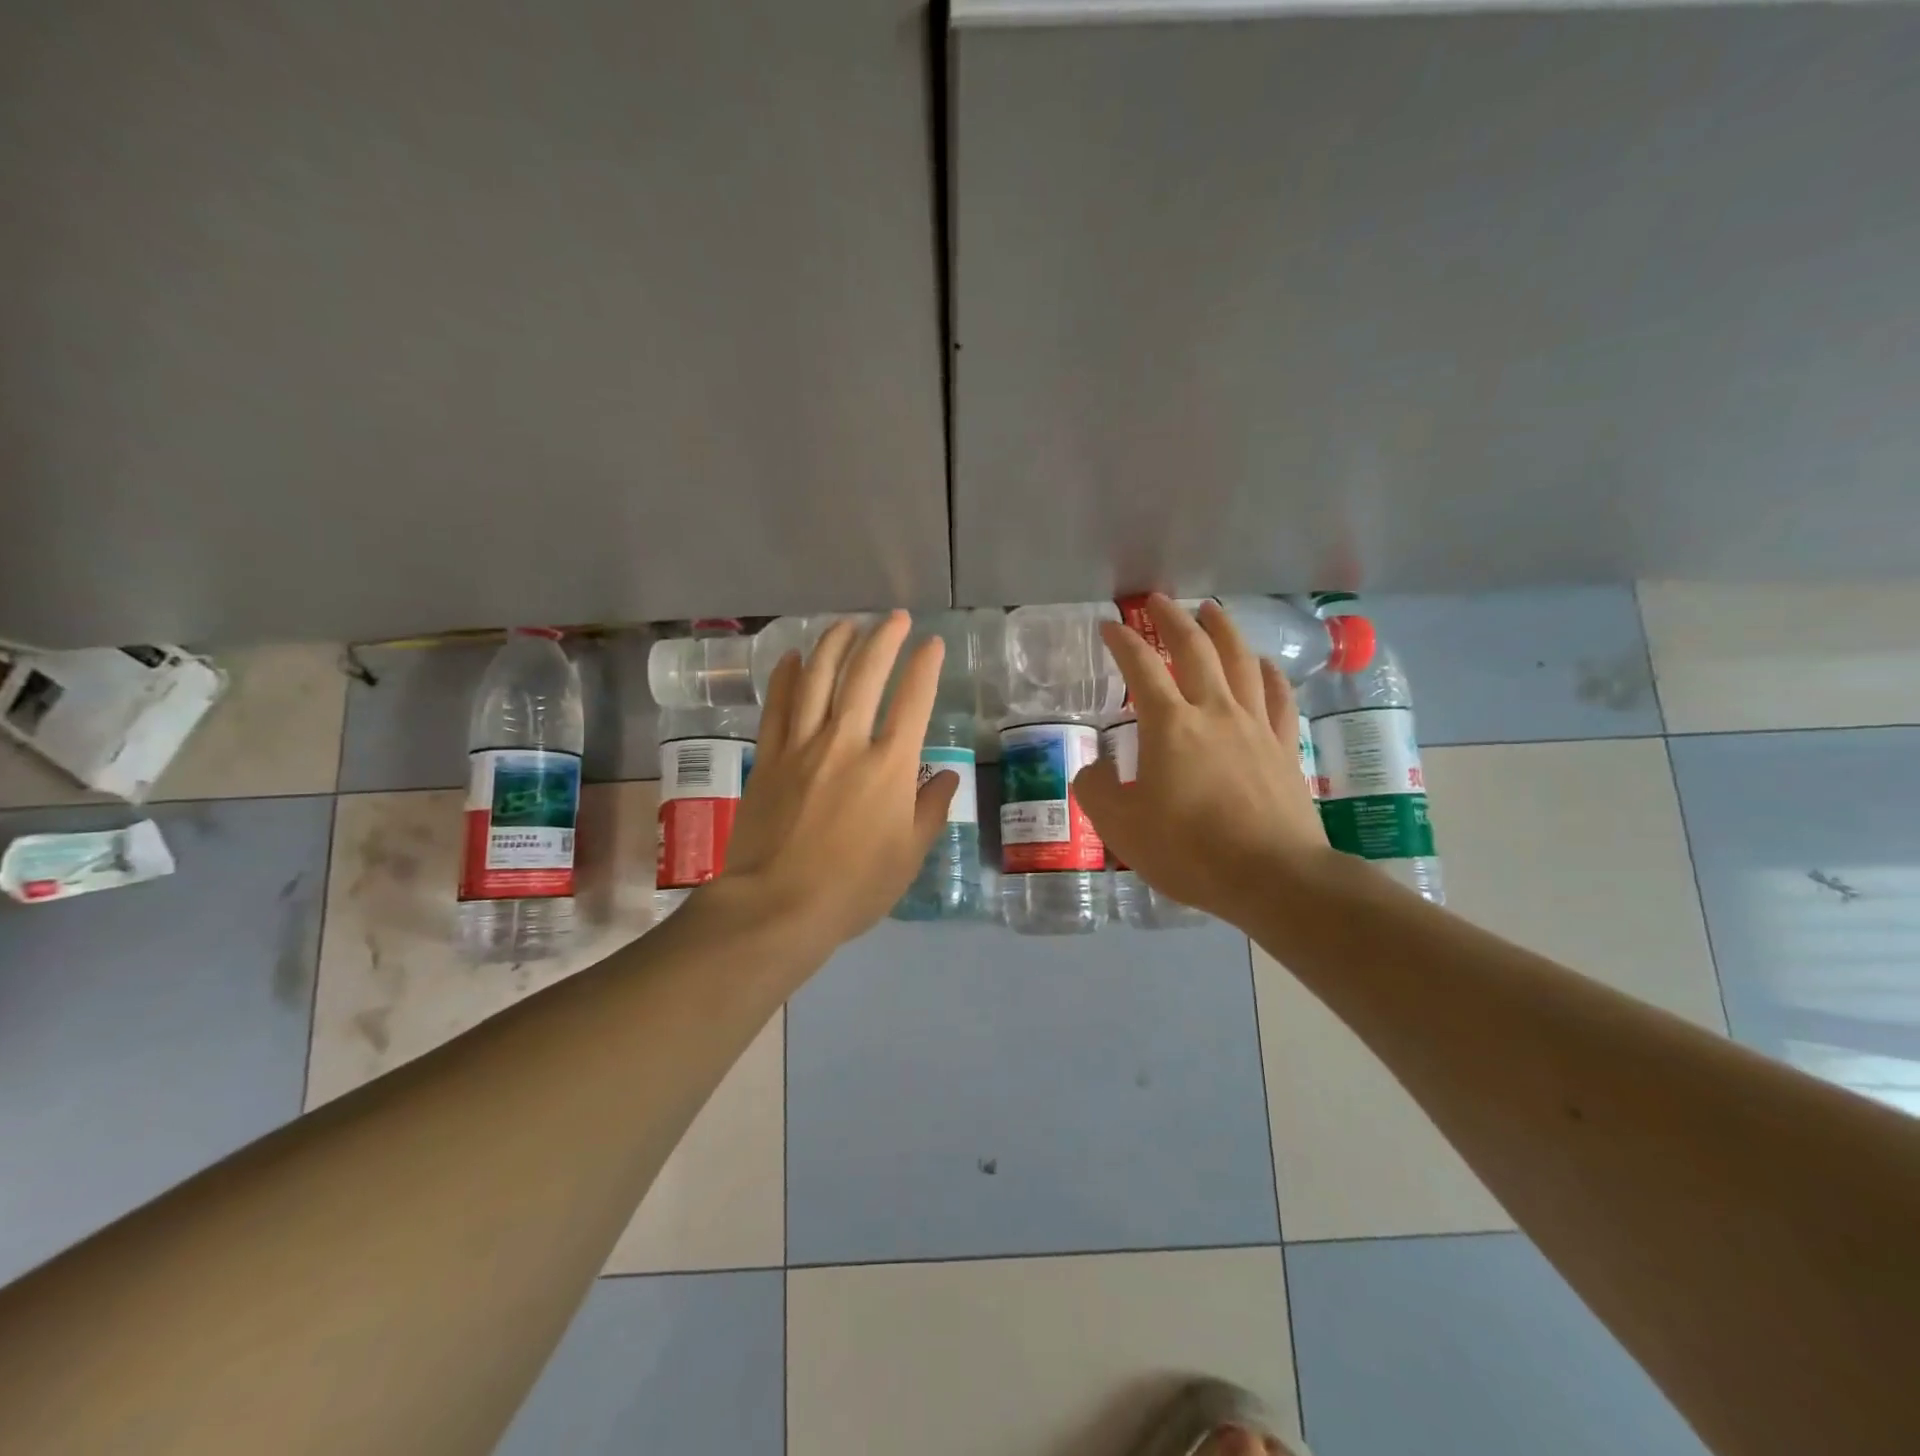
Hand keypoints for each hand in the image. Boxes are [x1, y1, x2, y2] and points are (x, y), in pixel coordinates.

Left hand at [714, 612, 957, 951]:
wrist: (777, 906)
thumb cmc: (853, 887)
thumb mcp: (908, 856)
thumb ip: (931, 810)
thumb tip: (947, 776)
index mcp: (889, 766)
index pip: (913, 700)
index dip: (925, 666)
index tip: (933, 643)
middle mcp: (846, 742)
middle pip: (865, 674)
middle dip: (883, 638)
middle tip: (893, 618)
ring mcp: (802, 745)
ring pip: (817, 678)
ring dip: (834, 644)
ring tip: (847, 624)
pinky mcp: (768, 757)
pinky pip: (778, 705)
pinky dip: (787, 676)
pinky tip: (793, 657)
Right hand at [1072, 595, 1329, 925]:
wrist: (1273, 877)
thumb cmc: (1189, 851)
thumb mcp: (1121, 827)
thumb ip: (1096, 790)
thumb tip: (1093, 767)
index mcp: (1170, 725)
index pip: (1140, 668)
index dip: (1122, 642)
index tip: (1108, 624)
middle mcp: (1214, 711)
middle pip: (1195, 649)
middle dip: (1173, 619)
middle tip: (1158, 600)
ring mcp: (1255, 726)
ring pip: (1241, 661)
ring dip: (1224, 629)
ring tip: (1212, 610)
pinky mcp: (1285, 747)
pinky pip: (1278, 697)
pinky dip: (1269, 673)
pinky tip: (1263, 664)